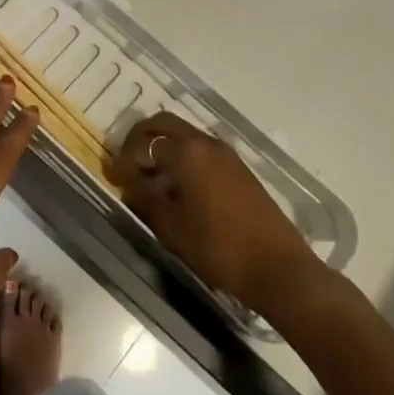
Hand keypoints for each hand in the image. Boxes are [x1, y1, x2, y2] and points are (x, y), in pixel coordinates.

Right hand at [112, 111, 322, 313]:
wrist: (280, 270)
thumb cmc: (219, 248)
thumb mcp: (171, 228)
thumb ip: (145, 199)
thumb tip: (130, 184)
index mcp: (186, 151)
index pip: (143, 142)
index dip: (124, 159)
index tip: (113, 179)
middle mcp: (206, 143)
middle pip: (164, 124)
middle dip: (141, 139)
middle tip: (128, 164)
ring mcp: (226, 154)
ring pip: (184, 136)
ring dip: (163, 147)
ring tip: (151, 178)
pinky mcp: (239, 169)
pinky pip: (201, 151)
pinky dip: (183, 158)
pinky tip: (179, 187)